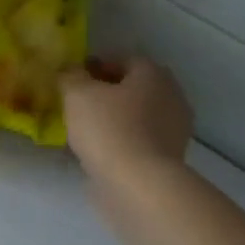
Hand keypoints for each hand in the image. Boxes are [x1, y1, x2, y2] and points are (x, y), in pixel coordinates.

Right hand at [59, 58, 192, 204]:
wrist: (137, 183)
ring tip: (84, 129)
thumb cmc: (108, 128)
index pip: (125, 60)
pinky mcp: (167, 158)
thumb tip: (70, 71)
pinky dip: (120, 141)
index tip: (74, 78)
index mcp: (153, 75)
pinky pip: (138, 140)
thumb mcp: (77, 94)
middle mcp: (171, 97)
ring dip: (114, 118)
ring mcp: (173, 130)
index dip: (98, 65)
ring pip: (136, 116)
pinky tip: (97, 151)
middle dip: (107, 93)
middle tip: (78, 102)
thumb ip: (71, 76)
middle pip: (134, 88)